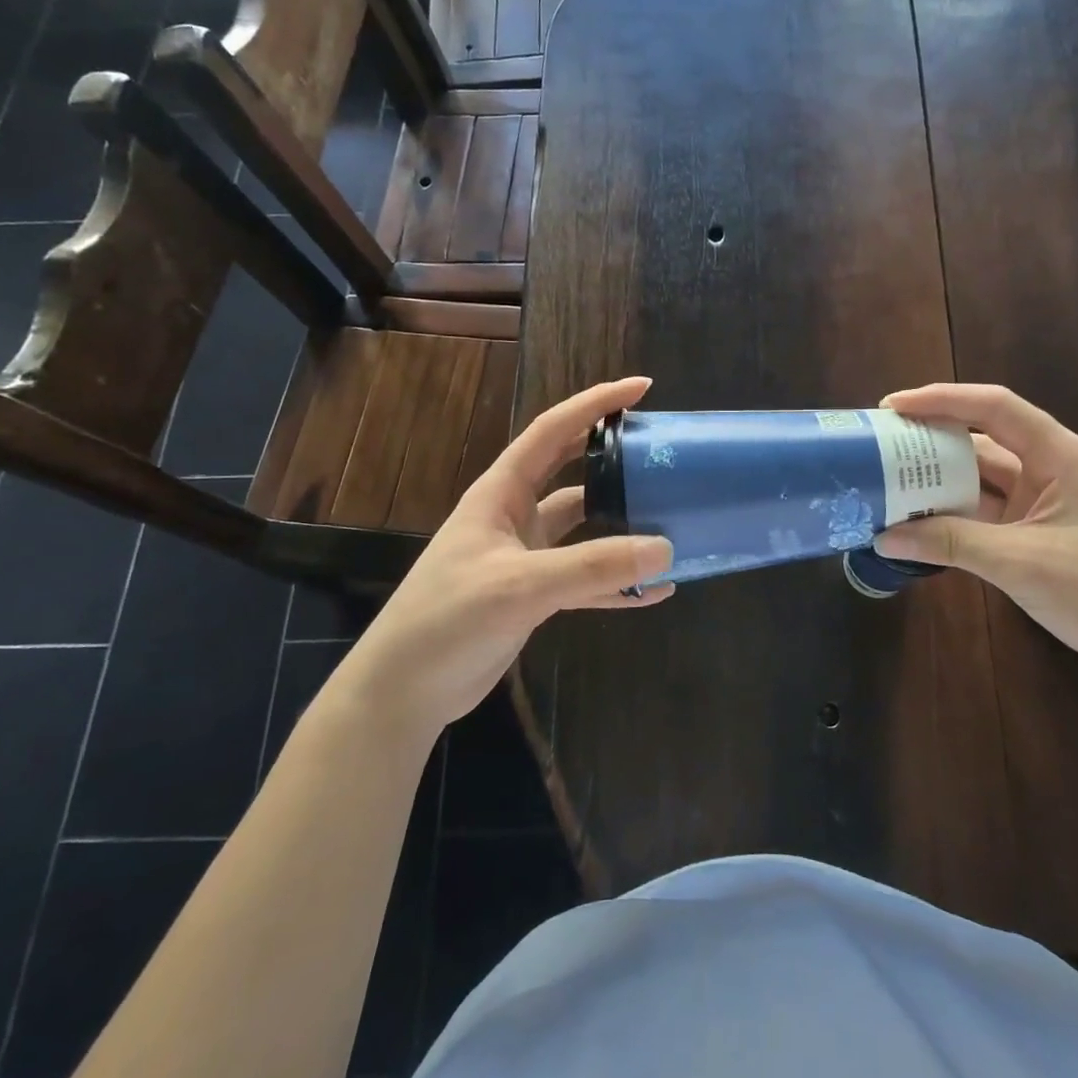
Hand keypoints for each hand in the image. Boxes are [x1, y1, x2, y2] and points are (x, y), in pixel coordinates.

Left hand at [340, 377, 673, 734]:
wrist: (405, 690)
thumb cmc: (448, 619)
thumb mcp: (520, 585)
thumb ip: (591, 566)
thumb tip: (664, 547)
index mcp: (501, 493)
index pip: (553, 431)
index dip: (595, 404)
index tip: (642, 388)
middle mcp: (516, 516)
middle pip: (574, 474)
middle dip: (615, 459)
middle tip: (664, 453)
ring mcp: (527, 557)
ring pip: (586, 530)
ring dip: (623, 529)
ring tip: (672, 524)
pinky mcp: (535, 596)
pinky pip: (586, 579)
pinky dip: (618, 583)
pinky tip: (655, 591)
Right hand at [873, 383, 1077, 682]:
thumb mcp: (1024, 564)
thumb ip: (952, 543)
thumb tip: (884, 536)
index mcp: (1060, 457)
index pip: (995, 408)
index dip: (942, 400)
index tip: (892, 408)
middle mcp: (1049, 470)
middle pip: (981, 440)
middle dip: (929, 440)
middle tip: (878, 446)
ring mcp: (1041, 503)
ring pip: (979, 479)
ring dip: (936, 481)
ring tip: (886, 482)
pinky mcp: (1033, 533)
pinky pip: (983, 512)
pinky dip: (950, 515)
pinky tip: (915, 520)